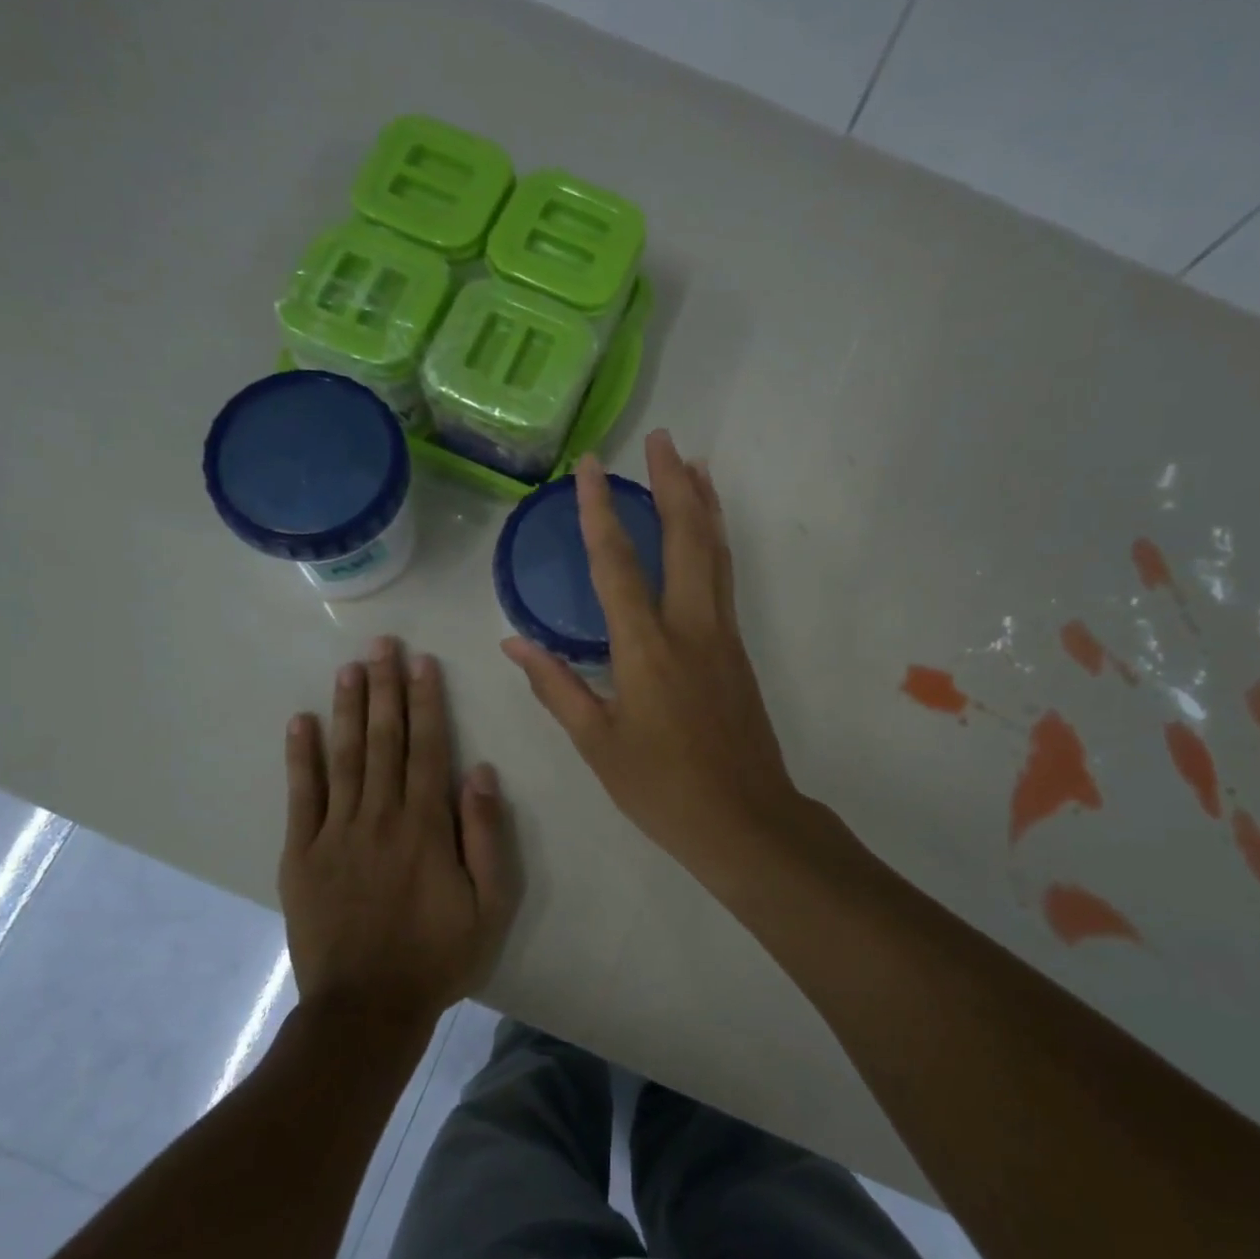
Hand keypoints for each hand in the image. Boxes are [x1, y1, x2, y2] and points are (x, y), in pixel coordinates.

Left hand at [281, 638, 516, 1026]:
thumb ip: (486, 834)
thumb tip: (478, 771)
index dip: (426, 701)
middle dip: (386, 687)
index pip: (427, 747)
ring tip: (350, 667)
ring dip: (348, 708)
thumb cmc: (438, 955)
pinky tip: (300, 722)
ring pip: (343, 756)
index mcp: (425, 824)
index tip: (422, 662)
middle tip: (383, 644)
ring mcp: (335, 832)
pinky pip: (301, 796)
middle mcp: (380, 815)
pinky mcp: (301, 854)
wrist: (366, 1010)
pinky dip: (300, 757)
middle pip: (384, 739)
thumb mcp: (490, 903)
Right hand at [502, 430, 801, 876]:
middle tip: (661, 439)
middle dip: (673, 483)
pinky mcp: (738, 649)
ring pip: (715, 553)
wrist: (745, 819)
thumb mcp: (597, 744)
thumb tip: (514, 643)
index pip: (617, 564)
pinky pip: (724, 578)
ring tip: (694, 463)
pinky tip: (708, 531)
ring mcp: (722, 635)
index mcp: (646, 649)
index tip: (591, 467)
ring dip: (703, 503)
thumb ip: (556, 687)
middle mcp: (690, 628)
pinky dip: (715, 541)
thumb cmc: (662, 788)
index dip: (599, 511)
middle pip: (686, 538)